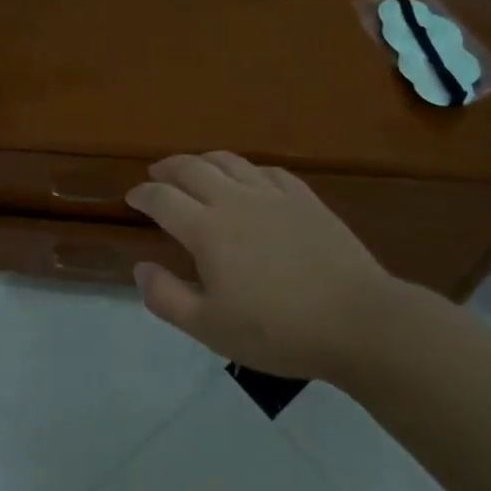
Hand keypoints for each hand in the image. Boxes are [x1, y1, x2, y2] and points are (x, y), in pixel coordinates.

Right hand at [126, 152, 404, 380]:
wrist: (359, 322)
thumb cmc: (278, 331)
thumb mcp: (210, 328)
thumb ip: (166, 297)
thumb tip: (140, 268)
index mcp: (207, 230)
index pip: (162, 199)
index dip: (142, 194)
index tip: (132, 197)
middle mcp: (234, 201)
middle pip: (191, 168)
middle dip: (167, 168)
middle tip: (156, 175)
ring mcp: (273, 195)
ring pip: (229, 161)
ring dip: (203, 160)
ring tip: (194, 168)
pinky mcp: (305, 199)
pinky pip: (268, 171)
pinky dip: (247, 170)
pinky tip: (248, 179)